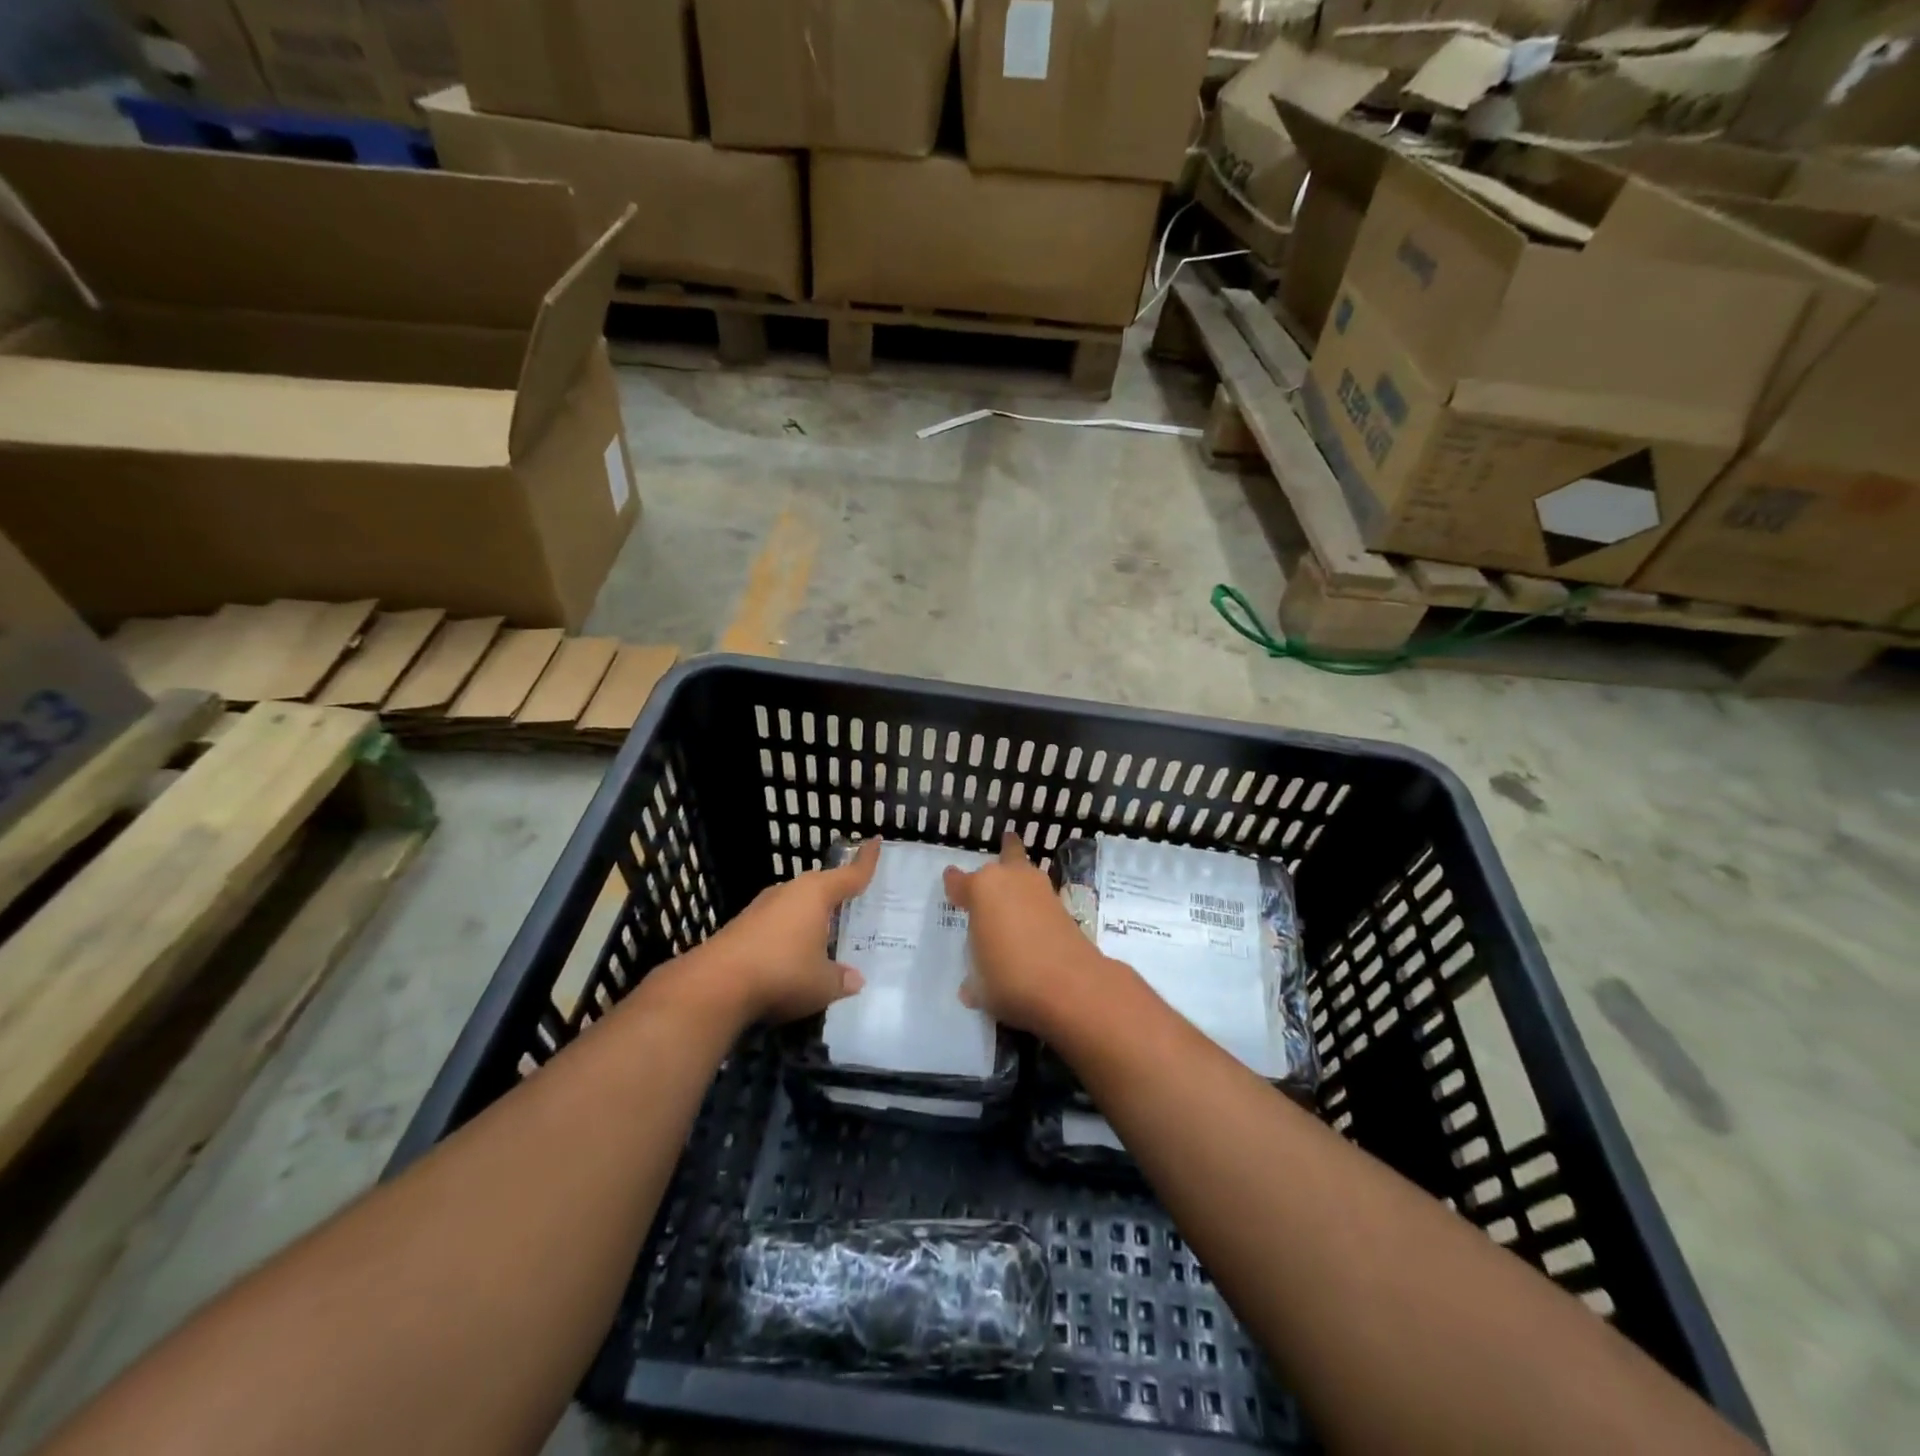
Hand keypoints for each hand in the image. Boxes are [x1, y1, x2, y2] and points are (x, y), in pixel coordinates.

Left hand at [702, 839, 879, 1022]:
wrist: (715, 985)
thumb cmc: (782, 973)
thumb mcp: (822, 984)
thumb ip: (841, 979)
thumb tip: (855, 980)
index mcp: (816, 894)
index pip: (850, 874)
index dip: (866, 860)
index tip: (875, 841)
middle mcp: (789, 892)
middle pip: (820, 885)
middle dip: (835, 892)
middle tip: (853, 901)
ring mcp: (761, 907)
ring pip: (795, 904)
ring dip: (809, 916)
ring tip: (824, 933)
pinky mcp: (741, 926)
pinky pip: (776, 922)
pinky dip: (788, 932)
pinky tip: (791, 953)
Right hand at [944, 833, 1116, 1035]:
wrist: (1070, 985)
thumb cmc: (1009, 977)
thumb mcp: (979, 986)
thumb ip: (974, 980)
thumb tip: (972, 988)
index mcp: (981, 889)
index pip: (959, 882)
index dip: (954, 884)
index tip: (951, 882)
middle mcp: (1011, 880)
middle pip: (1007, 856)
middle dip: (1003, 856)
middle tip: (1000, 856)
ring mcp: (1042, 891)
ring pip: (1028, 873)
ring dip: (1022, 878)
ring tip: (1016, 886)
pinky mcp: (1065, 908)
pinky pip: (1042, 899)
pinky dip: (1036, 905)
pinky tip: (1031, 919)